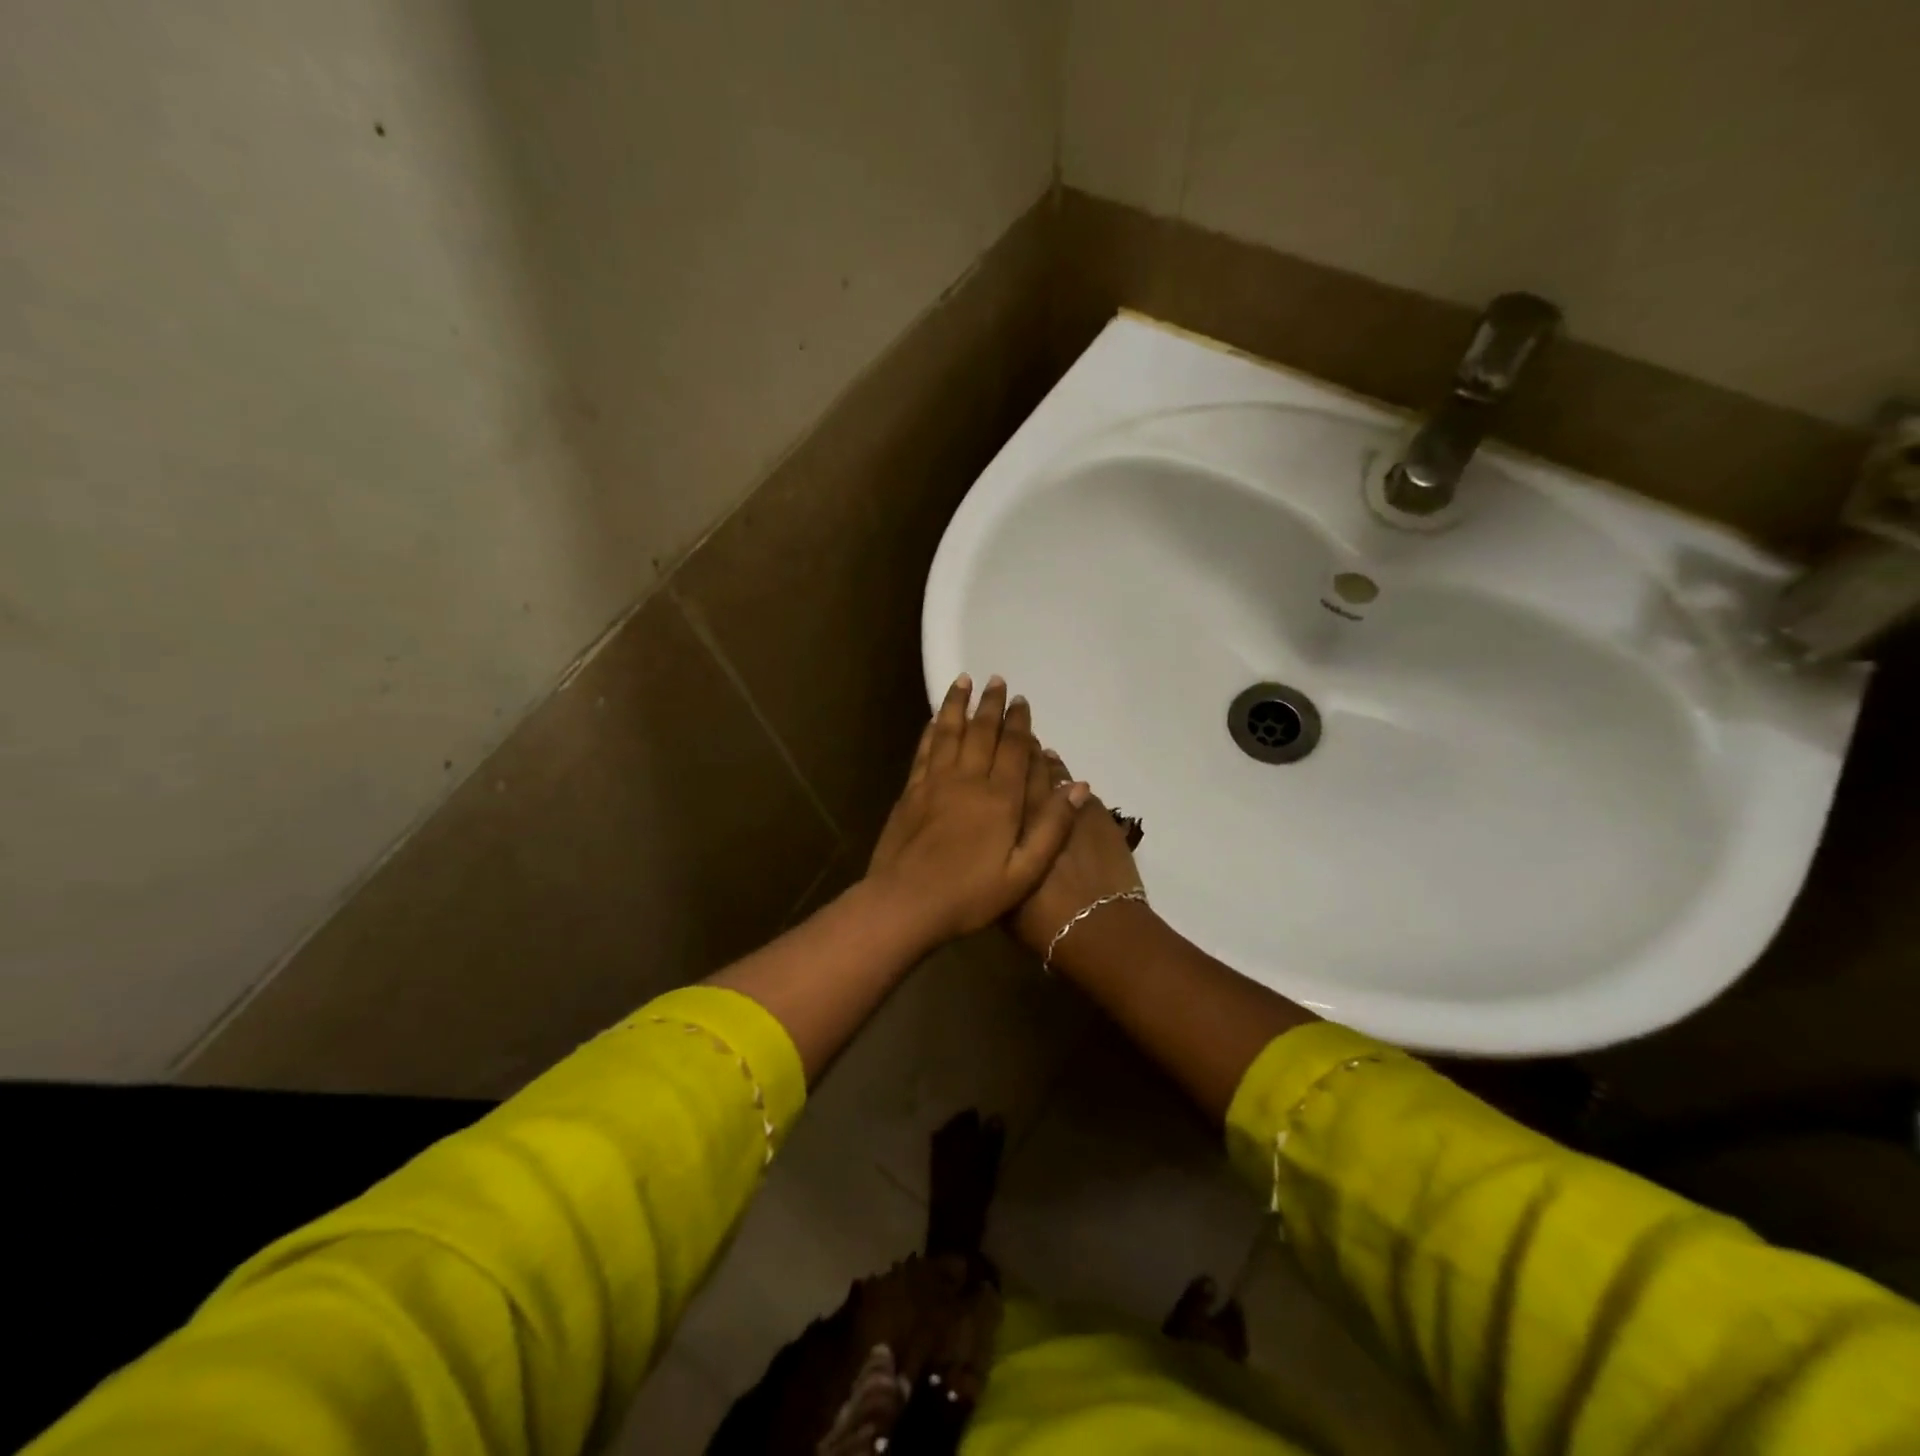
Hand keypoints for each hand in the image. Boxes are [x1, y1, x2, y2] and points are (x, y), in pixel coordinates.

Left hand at [865, 675, 1087, 948]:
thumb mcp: (1024, 872)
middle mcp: (968, 781)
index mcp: (1000, 799)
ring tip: (964, 681)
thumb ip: (1052, 827)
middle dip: (991, 705)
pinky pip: (924, 751)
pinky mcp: (911, 792)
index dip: (1019, 723)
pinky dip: (932, 731)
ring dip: (958, 705)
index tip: (1021, 700)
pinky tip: (935, 720)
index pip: (1014, 749)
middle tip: (996, 680)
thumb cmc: (970, 895)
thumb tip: (1079, 785)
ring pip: (950, 733)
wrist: (906, 904)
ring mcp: (935, 783)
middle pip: (982, 733)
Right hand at [1009, 745, 1144, 958]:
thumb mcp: (1004, 897)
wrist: (1098, 926)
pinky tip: (1066, 779)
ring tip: (1037, 750)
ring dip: (1043, 761)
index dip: (994, 763)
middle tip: (1011, 738)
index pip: (998, 783)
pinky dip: (1069, 781)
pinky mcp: (1096, 814)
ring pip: (1053, 773)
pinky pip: (1078, 788)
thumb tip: (989, 846)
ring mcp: (1068, 807)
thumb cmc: (1043, 922)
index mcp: (1006, 828)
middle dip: (1018, 751)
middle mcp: (1033, 808)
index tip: (989, 749)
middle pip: (1024, 769)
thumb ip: (995, 863)